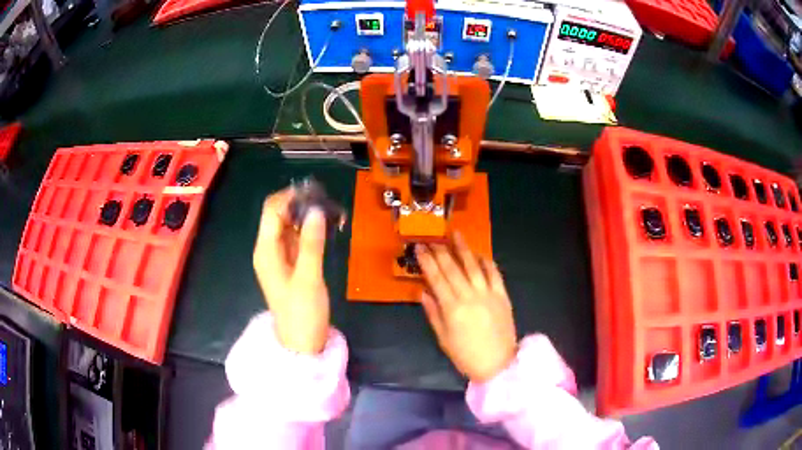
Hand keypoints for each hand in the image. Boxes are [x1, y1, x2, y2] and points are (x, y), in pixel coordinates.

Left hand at [253, 188, 329, 354]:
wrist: (302, 343)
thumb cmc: (303, 312)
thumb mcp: (309, 278)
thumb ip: (311, 243)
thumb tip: (315, 210)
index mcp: (266, 250)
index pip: (272, 211)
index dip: (290, 197)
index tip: (316, 192)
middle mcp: (268, 249)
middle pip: (279, 215)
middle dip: (300, 205)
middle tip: (328, 201)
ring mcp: (279, 257)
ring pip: (290, 226)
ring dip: (307, 217)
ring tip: (332, 213)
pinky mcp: (289, 265)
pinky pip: (297, 239)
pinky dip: (310, 231)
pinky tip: (328, 229)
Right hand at [416, 233, 516, 381]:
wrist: (498, 363)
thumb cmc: (466, 355)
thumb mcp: (443, 338)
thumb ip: (433, 313)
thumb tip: (423, 291)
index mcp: (452, 307)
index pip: (436, 278)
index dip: (426, 261)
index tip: (419, 247)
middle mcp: (470, 295)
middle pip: (453, 267)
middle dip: (441, 250)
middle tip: (432, 237)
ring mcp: (488, 293)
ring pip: (474, 266)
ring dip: (464, 248)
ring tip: (456, 234)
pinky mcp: (502, 295)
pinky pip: (494, 274)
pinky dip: (486, 262)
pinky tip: (479, 254)